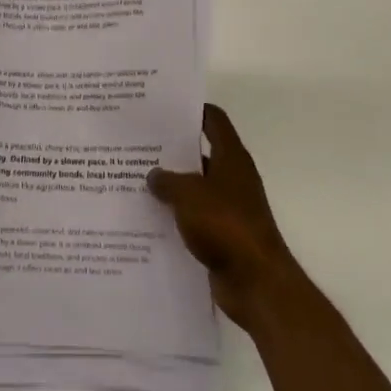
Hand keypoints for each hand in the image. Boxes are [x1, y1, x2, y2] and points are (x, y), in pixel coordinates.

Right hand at [148, 105, 301, 333]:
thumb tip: (153, 175)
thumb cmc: (226, 225)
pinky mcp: (222, 235)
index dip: (192, 110)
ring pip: (194, 187)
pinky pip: (193, 217)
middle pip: (200, 153)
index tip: (162, 107)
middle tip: (137, 144)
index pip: (213, 120)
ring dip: (170, 186)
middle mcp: (232, 177)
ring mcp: (228, 207)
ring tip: (134, 179)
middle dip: (171, 149)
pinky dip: (175, 216)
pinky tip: (147, 217)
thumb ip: (167, 180)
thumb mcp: (188, 194)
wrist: (256, 283)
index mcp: (230, 157)